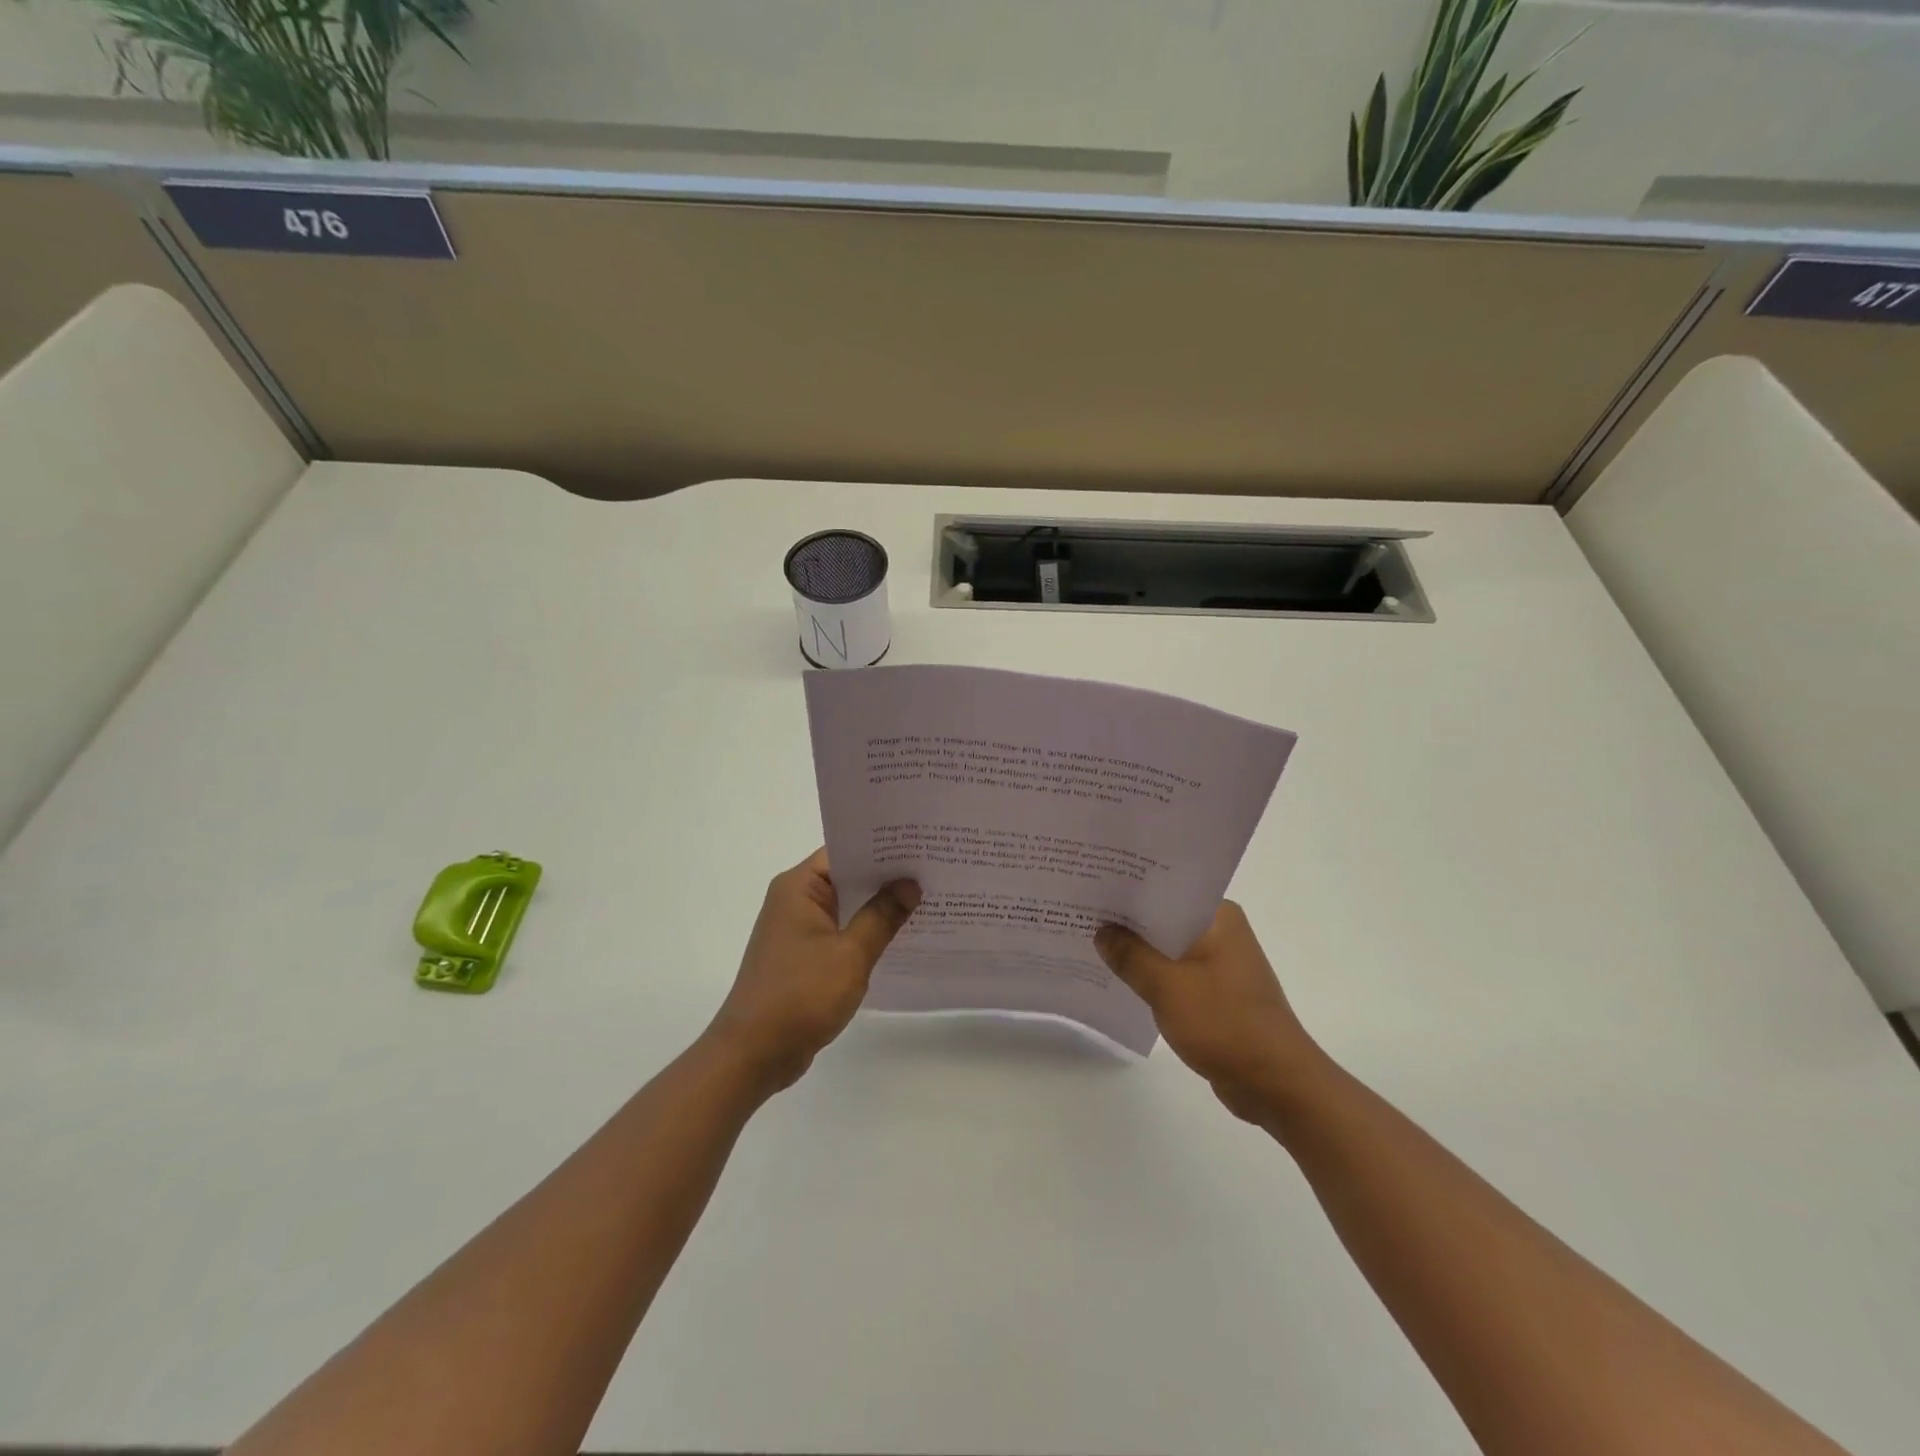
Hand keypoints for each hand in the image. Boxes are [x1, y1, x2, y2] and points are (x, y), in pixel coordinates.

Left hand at [704, 848, 919, 1094]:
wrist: (753, 1054)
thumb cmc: (800, 995)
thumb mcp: (850, 954)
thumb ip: (882, 916)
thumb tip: (910, 884)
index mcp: (799, 887)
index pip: (845, 851)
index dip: (883, 848)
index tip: (921, 847)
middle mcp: (795, 900)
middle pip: (847, 877)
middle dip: (887, 878)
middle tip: (934, 871)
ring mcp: (798, 930)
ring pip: (847, 907)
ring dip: (879, 908)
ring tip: (927, 900)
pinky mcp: (803, 956)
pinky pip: (841, 932)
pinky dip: (866, 933)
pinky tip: (900, 938)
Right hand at [1095, 902, 1329, 1124]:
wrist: (1276, 1084)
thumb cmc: (1225, 1023)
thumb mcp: (1167, 986)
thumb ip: (1130, 955)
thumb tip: (1102, 931)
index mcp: (1218, 916)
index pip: (1165, 888)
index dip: (1127, 886)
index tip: (1092, 882)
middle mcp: (1221, 931)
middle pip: (1163, 916)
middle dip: (1126, 919)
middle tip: (1081, 909)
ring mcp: (1220, 962)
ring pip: (1167, 946)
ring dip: (1137, 949)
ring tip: (1090, 940)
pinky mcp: (1215, 991)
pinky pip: (1174, 971)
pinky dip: (1150, 974)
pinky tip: (1118, 976)